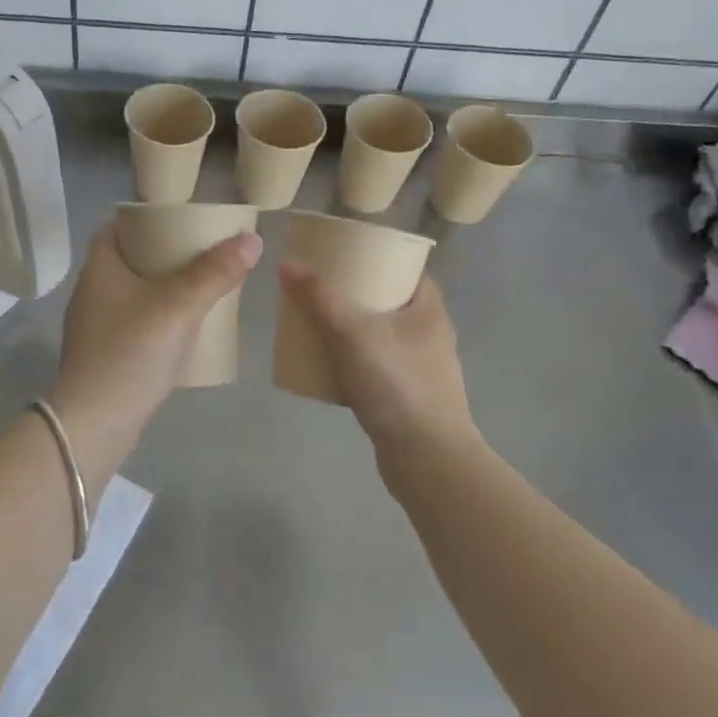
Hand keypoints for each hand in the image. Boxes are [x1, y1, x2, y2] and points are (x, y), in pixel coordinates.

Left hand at [51, 223, 262, 475]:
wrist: (95, 424)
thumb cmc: (132, 352)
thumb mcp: (179, 306)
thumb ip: (215, 272)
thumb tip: (252, 239)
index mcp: (99, 269)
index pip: (114, 228)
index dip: (143, 220)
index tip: (176, 222)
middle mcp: (90, 293)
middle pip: (126, 260)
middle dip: (160, 255)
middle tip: (198, 254)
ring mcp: (93, 328)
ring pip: (131, 295)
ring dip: (160, 290)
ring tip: (197, 290)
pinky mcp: (102, 358)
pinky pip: (132, 326)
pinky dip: (155, 320)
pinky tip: (181, 332)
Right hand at [277, 262, 479, 473]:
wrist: (427, 459)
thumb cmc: (396, 384)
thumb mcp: (352, 333)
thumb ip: (319, 298)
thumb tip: (286, 262)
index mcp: (429, 310)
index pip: (408, 271)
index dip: (380, 260)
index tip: (346, 258)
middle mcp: (431, 336)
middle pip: (392, 303)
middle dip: (359, 296)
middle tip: (323, 291)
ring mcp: (423, 370)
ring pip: (384, 338)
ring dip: (356, 331)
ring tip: (320, 325)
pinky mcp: (410, 399)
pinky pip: (379, 369)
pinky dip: (356, 364)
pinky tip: (330, 368)